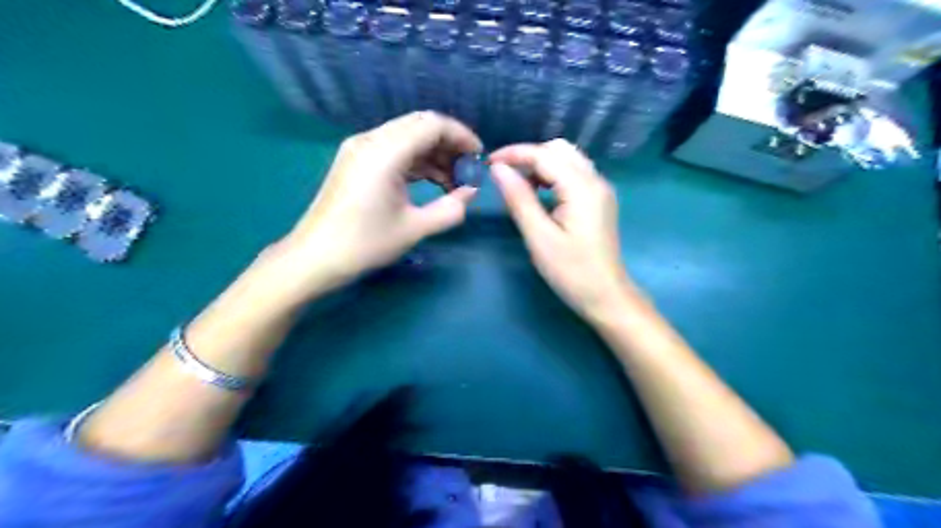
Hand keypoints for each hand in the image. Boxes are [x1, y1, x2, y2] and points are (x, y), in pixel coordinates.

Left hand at [277, 111, 479, 294]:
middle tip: (468, 171)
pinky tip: (432, 183)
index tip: (479, 158)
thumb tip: (471, 193)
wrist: (314, 258)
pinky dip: (416, 162)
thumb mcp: (414, 228)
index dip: (461, 137)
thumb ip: (450, 209)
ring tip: (453, 183)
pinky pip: (394, 150)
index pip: (433, 124)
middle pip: (420, 126)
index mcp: (385, 151)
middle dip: (449, 145)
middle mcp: (371, 140)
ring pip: (407, 138)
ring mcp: (360, 149)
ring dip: (434, 155)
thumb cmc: (364, 243)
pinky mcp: (356, 161)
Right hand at [490, 137, 635, 322]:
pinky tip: (540, 194)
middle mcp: (595, 180)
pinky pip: (574, 174)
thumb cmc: (571, 271)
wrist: (605, 296)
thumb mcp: (539, 237)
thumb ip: (519, 199)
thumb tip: (498, 169)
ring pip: (568, 159)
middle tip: (505, 176)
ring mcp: (600, 190)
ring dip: (541, 165)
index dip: (514, 154)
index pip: (544, 155)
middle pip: (559, 150)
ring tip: (519, 186)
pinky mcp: (599, 201)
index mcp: (582, 187)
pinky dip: (553, 175)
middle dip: (529, 156)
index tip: (488, 163)